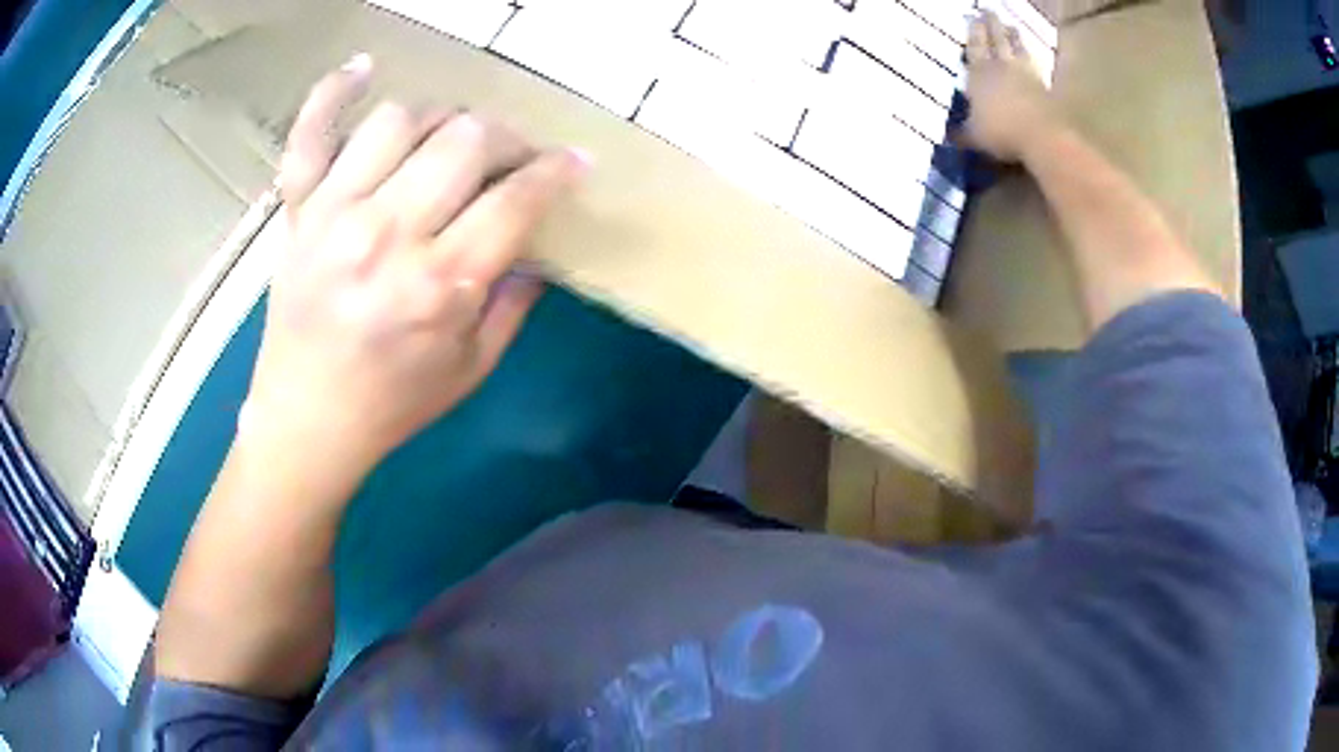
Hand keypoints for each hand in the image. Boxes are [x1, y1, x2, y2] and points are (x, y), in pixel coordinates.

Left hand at [241, 55, 588, 475]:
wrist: (307, 421)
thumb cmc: (394, 403)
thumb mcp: (473, 367)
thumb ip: (514, 299)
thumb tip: (536, 239)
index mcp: (439, 285)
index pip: (517, 197)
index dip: (557, 171)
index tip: (573, 164)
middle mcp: (387, 235)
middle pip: (466, 140)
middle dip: (507, 140)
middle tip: (512, 159)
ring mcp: (334, 214)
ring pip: (402, 121)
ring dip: (441, 123)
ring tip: (447, 145)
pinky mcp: (298, 211)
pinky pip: (311, 134)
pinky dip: (334, 93)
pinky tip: (364, 69)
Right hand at [961, 11, 1064, 161]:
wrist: (1041, 135)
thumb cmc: (1002, 133)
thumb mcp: (976, 137)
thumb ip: (963, 133)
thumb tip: (949, 137)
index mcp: (978, 74)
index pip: (974, 47)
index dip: (972, 31)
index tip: (971, 16)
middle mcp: (999, 67)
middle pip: (994, 39)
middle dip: (990, 24)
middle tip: (987, 11)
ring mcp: (1022, 73)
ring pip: (1014, 46)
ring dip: (1011, 34)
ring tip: (1009, 24)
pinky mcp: (1041, 83)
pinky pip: (1032, 61)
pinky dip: (1028, 52)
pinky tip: (1028, 50)